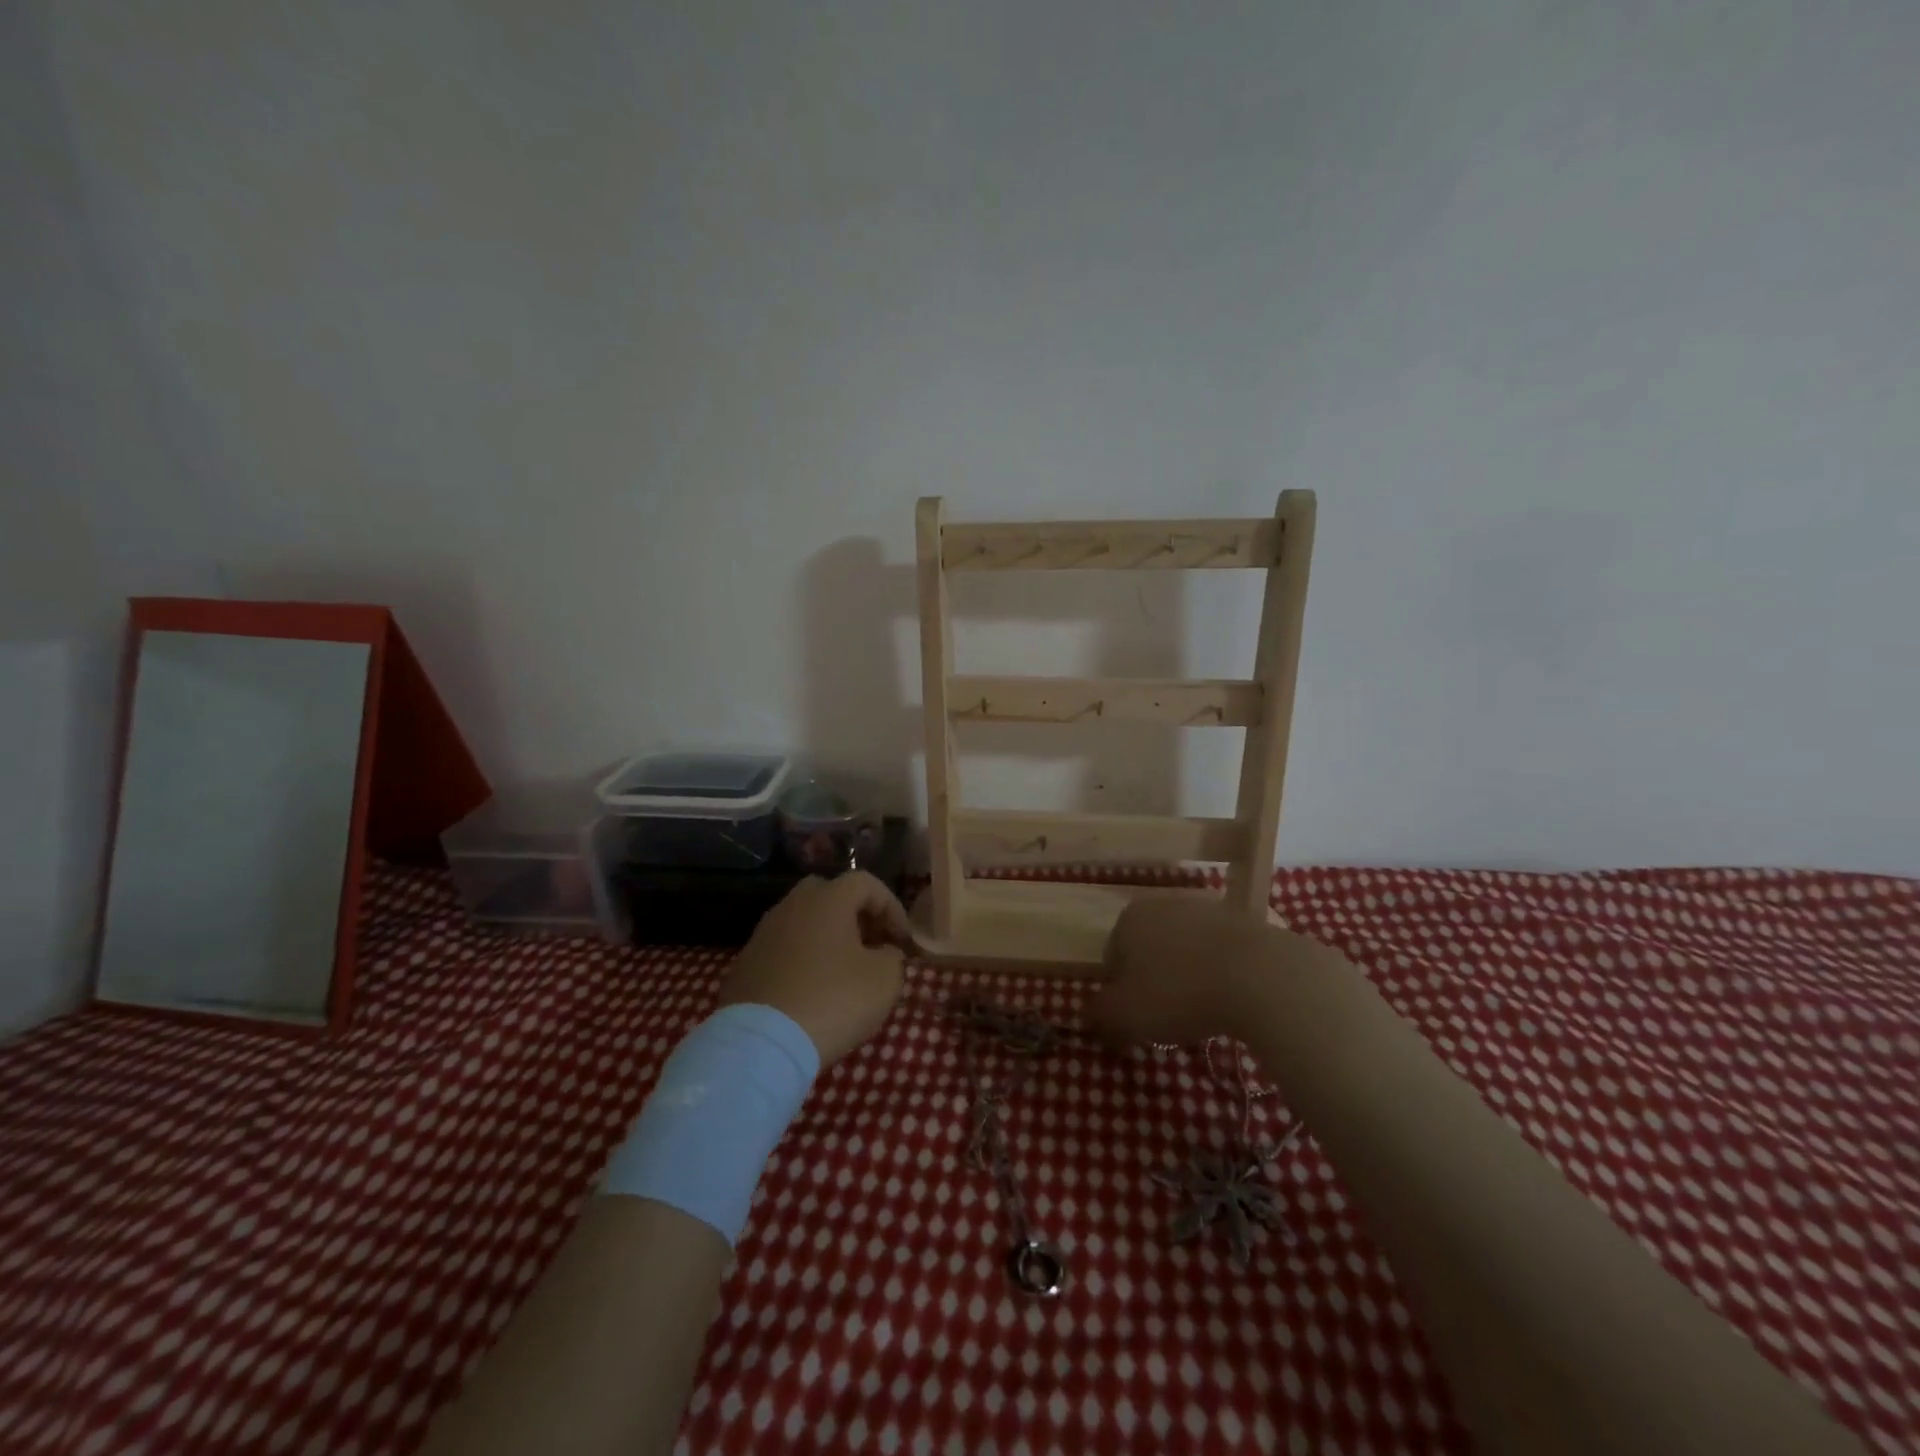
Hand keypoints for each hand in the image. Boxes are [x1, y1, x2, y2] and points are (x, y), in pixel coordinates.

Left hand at [719, 872, 910, 1066]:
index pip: (867, 883)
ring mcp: (764, 932)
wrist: (762, 1043)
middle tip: (872, 946)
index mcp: (827, 899)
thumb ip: (892, 956)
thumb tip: (883, 952)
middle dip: (856, 916)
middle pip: (831, 895)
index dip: (892, 907)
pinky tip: (812, 990)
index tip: (902, 941)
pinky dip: (803, 960)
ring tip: (843, 971)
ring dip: (828, 938)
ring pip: (804, 922)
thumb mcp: (884, 980)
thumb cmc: (833, 1001)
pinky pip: (784, 949)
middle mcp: (792, 905)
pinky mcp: (746, 962)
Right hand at [1089, 897, 1326, 1048]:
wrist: (1263, 976)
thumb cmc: (1179, 993)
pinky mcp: (1247, 920)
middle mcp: (1165, 902)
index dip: (1121, 993)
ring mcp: (1209, 908)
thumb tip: (1092, 1015)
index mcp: (1130, 918)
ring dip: (1190, 974)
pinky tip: (1235, 998)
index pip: (1112, 958)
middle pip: (1150, 949)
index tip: (1138, 1020)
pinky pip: (1224, 953)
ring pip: (1188, 948)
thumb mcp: (1125, 1016)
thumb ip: (1100, 1015)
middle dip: (1155, 980)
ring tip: (1206, 1011)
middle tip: (1170, 1017)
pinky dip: (1224, 972)